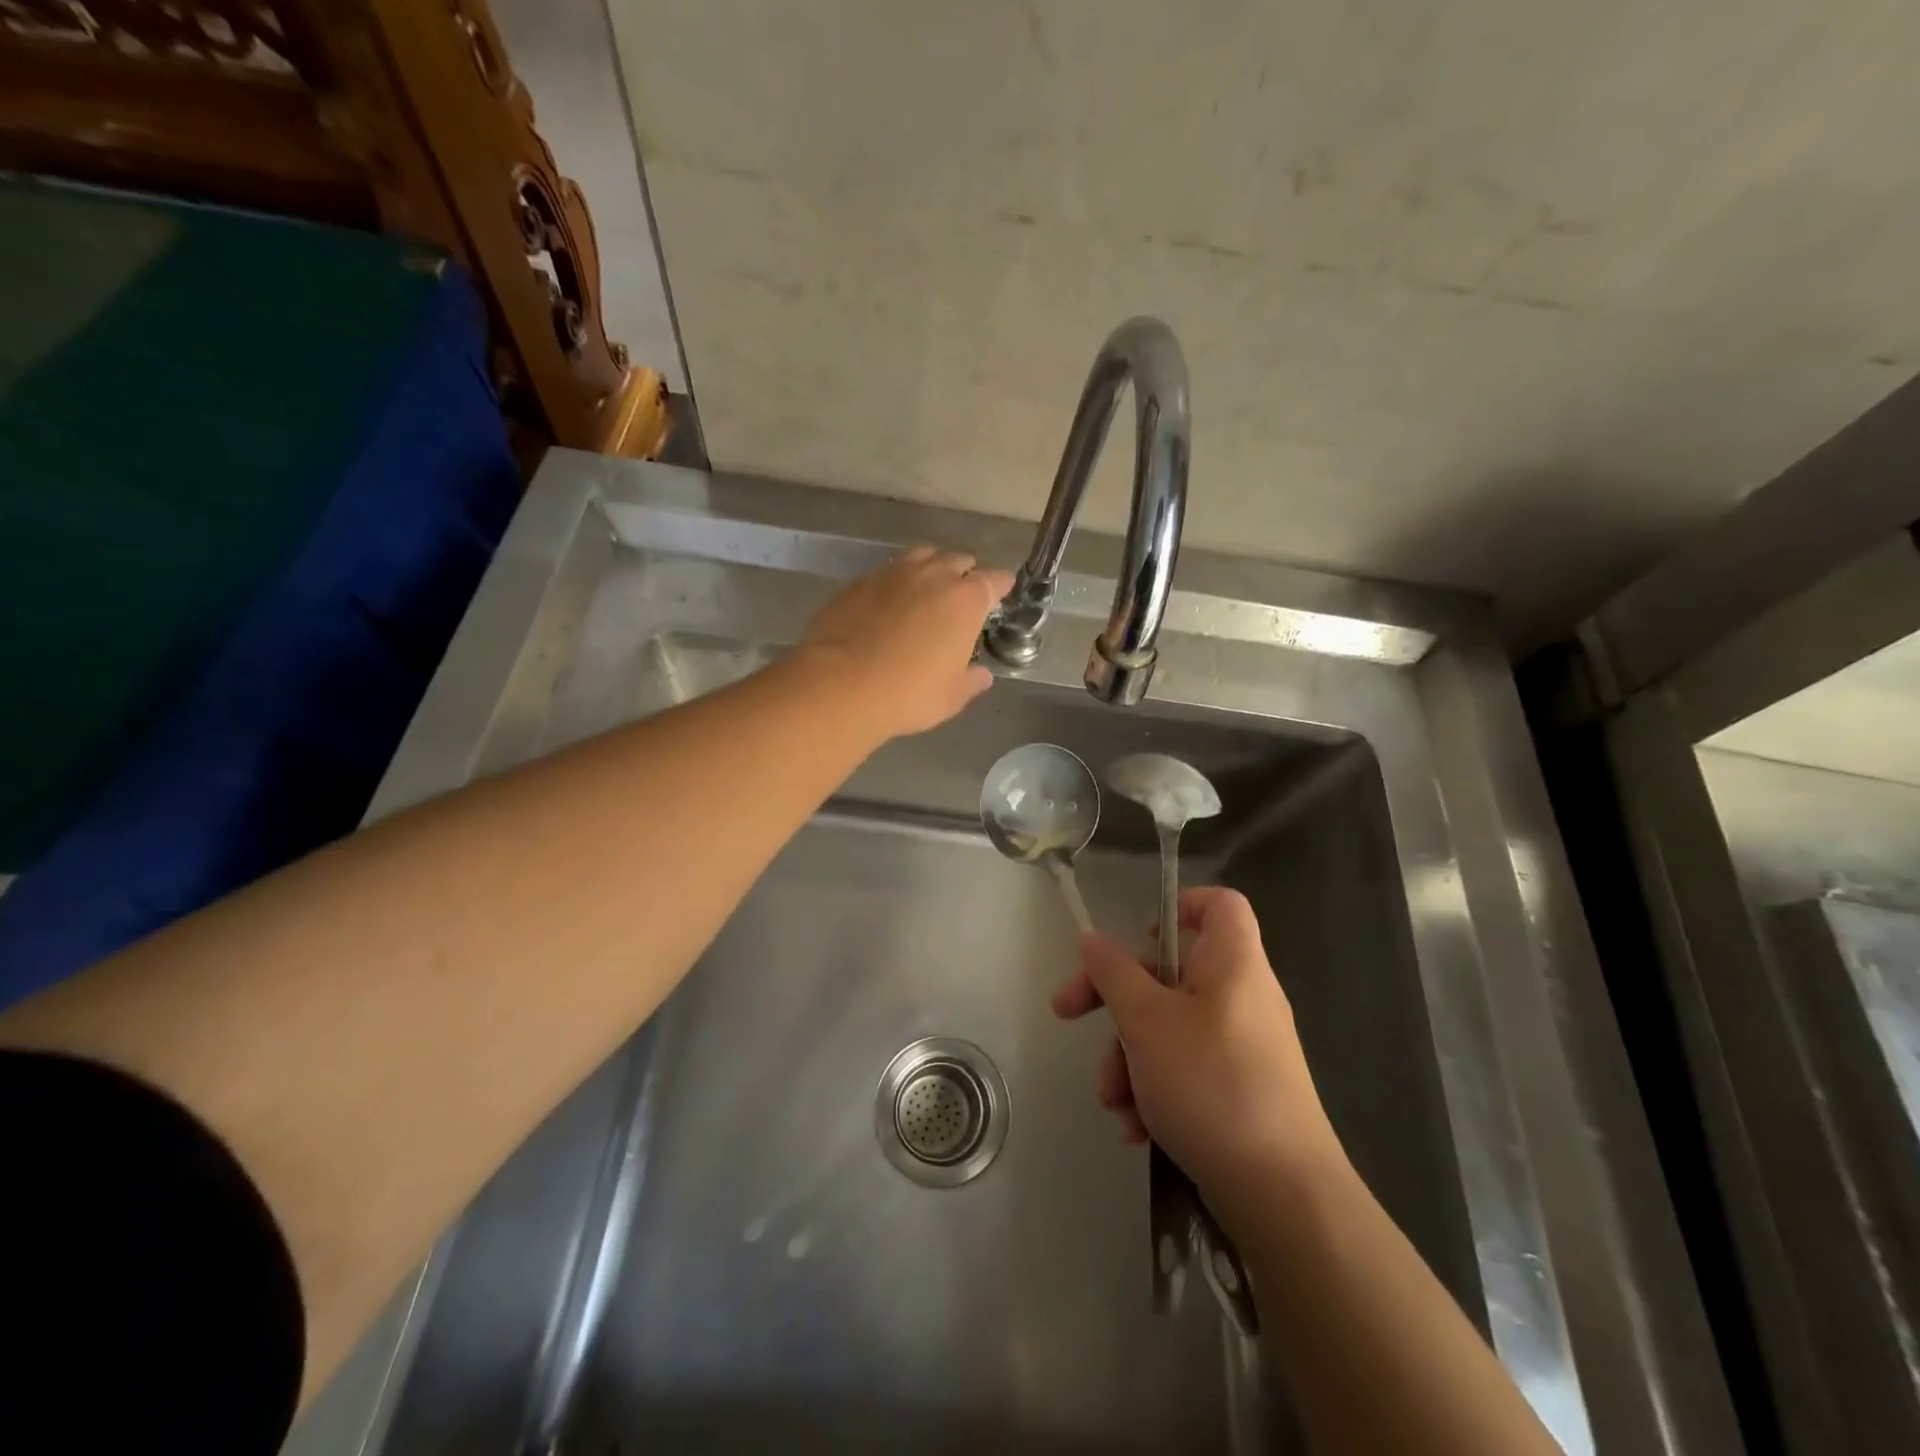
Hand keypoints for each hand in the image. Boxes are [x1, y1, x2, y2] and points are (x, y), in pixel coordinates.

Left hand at [799, 547, 1013, 738]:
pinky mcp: (859, 581)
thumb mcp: (951, 696)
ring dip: (931, 569)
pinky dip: (896, 583)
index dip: (1000, 586)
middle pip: (958, 561)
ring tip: (928, 591)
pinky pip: (887, 572)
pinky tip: (890, 603)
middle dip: (965, 574)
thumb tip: (982, 675)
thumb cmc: (909, 693)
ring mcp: (893, 573)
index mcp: (966, 599)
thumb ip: (972, 680)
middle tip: (963, 597)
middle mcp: (933, 575)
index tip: (1002, 592)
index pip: (994, 580)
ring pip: (922, 557)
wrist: (841, 685)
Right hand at [1051, 886, 1346, 1226]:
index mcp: (1232, 963)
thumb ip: (1113, 973)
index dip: (1179, 905)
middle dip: (1116, 1000)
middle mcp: (1241, 997)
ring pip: (1169, 1028)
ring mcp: (1243, 1047)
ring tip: (1113, 1101)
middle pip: (1170, 972)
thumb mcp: (1145, 1021)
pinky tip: (1136, 1129)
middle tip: (1069, 1013)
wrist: (1284, 1196)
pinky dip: (1155, 1090)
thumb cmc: (1211, 1084)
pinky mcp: (1240, 1091)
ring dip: (1128, 1057)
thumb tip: (1091, 939)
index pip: (1219, 904)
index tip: (1137, 934)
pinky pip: (1187, 1070)